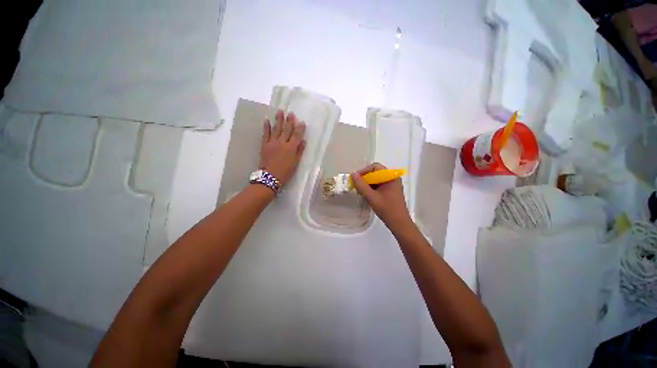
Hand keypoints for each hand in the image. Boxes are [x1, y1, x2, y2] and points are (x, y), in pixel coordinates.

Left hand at [260, 110, 305, 187]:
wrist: (269, 177)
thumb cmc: (285, 172)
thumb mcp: (295, 163)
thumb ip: (299, 152)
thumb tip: (303, 142)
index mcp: (291, 148)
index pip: (296, 135)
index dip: (300, 128)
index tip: (302, 122)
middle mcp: (282, 143)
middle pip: (286, 130)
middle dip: (289, 121)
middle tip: (291, 113)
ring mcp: (272, 143)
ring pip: (276, 129)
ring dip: (279, 120)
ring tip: (280, 111)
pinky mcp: (264, 145)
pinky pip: (265, 134)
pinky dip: (266, 127)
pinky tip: (267, 120)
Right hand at [350, 163, 412, 227]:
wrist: (399, 224)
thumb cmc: (387, 209)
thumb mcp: (371, 197)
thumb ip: (361, 185)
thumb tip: (352, 174)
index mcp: (390, 176)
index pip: (375, 167)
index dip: (364, 171)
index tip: (355, 179)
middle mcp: (392, 178)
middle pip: (376, 172)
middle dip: (365, 178)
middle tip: (356, 185)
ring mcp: (392, 184)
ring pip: (376, 179)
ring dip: (367, 183)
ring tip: (360, 191)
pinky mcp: (391, 191)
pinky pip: (379, 185)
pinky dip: (372, 188)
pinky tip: (366, 194)